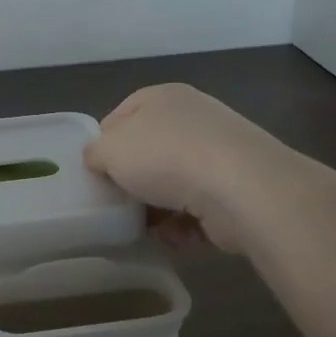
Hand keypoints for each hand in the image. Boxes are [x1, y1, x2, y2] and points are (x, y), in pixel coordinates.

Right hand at [84, 83, 287, 256]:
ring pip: (174, 184)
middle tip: (117, 204)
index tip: (94, 173)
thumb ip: (94, 153)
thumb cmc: (165, 156)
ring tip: (145, 229)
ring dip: (158, 210)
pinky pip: (200, 208)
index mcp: (162, 97)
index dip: (104, 145)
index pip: (121, 116)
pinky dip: (185, 226)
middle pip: (149, 152)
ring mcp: (220, 153)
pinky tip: (175, 238)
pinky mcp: (238, 188)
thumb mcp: (109, 149)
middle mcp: (193, 118)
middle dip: (133, 182)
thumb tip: (98, 160)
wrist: (241, 188)